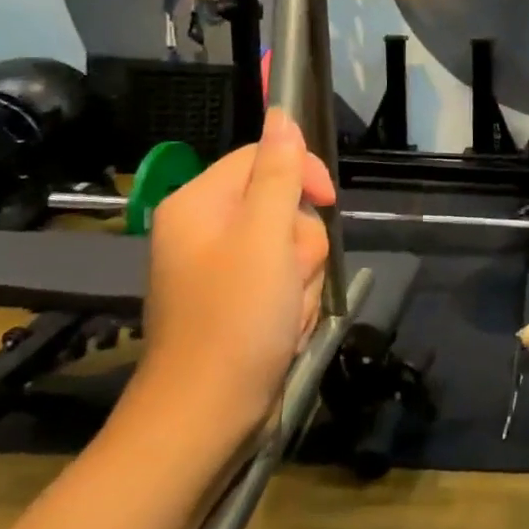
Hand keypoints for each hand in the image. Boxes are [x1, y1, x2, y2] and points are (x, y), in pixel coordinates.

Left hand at [128, 109, 336, 445]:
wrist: (208, 414)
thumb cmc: (236, 318)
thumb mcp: (265, 236)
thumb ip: (279, 173)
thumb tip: (281, 114)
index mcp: (200, 203)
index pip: (265, 157)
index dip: (303, 175)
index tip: (327, 203)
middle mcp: (207, 229)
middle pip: (285, 205)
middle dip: (302, 243)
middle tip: (289, 276)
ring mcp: (224, 268)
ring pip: (293, 246)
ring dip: (303, 277)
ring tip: (285, 310)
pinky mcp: (240, 300)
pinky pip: (286, 280)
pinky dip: (294, 302)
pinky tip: (283, 327)